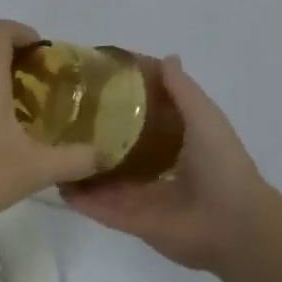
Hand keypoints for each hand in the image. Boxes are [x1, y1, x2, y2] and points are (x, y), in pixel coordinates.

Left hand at [0, 20, 99, 233]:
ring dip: (9, 86)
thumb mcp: (37, 169)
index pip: (1, 31)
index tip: (47, 54)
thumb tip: (104, 155)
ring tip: (37, 114)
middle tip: (53, 89)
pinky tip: (11, 140)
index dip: (25, 32)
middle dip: (25, 64)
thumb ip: (75, 159)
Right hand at [62, 56, 275, 272]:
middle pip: (119, 148)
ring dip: (81, 165)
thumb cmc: (221, 163)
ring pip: (103, 178)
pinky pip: (99, 208)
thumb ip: (182, 90)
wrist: (231, 223)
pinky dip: (79, 198)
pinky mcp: (130, 221)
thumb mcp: (204, 116)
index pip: (143, 118)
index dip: (122, 101)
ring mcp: (141, 196)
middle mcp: (157, 168)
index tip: (94, 82)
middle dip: (94, 135)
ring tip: (50, 145)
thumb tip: (166, 58)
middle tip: (62, 115)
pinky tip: (55, 181)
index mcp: (177, 142)